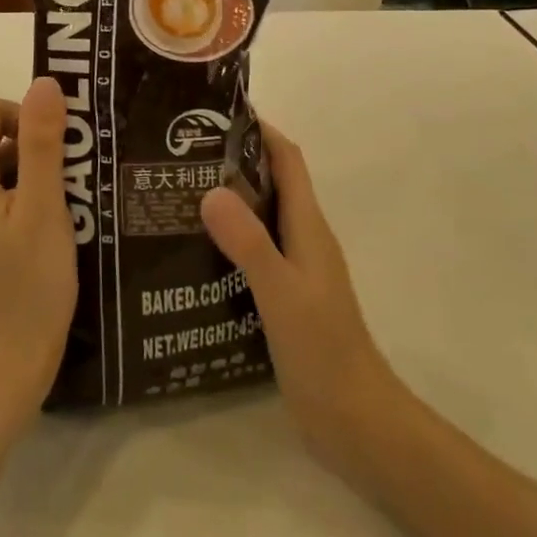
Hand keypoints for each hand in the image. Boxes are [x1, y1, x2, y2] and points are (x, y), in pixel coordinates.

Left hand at [0, 78, 77, 429]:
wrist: (6, 371)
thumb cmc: (29, 288)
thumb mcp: (44, 209)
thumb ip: (43, 142)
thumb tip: (43, 82)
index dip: (25, 118)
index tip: (56, 152)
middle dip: (33, 153)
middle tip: (67, 188)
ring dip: (30, 178)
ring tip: (60, 214)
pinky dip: (19, 200)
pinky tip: (44, 232)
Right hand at [200, 128, 401, 475]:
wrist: (356, 422)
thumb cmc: (323, 349)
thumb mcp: (281, 292)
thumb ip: (249, 242)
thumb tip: (210, 189)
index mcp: (308, 226)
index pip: (287, 159)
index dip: (261, 130)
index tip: (219, 113)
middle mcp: (304, 238)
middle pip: (272, 182)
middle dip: (235, 161)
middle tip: (183, 154)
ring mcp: (297, 269)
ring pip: (262, 217)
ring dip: (230, 201)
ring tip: (179, 196)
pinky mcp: (287, 298)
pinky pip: (256, 252)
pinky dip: (231, 240)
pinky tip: (196, 254)